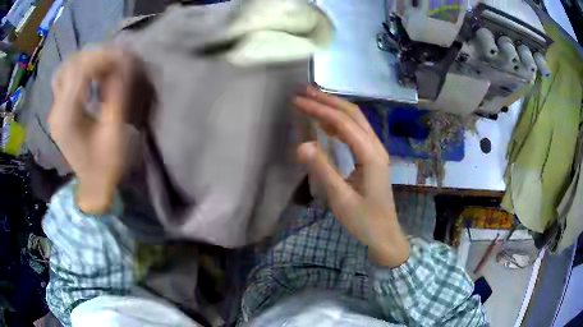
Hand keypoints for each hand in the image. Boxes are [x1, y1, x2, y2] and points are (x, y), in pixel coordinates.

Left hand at [49, 50, 132, 213]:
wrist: (93, 187)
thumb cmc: (105, 166)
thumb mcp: (113, 132)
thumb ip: (115, 95)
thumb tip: (121, 65)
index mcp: (67, 118)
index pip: (80, 71)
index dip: (102, 58)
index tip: (122, 57)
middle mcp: (56, 110)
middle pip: (70, 65)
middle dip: (95, 55)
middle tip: (115, 59)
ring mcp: (54, 110)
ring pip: (65, 68)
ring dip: (85, 60)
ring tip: (103, 64)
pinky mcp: (57, 111)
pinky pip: (64, 79)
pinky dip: (78, 70)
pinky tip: (90, 74)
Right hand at [293, 86, 409, 266]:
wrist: (385, 234)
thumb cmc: (364, 221)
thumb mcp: (341, 199)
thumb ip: (322, 170)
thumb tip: (301, 145)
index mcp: (371, 155)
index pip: (343, 123)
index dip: (319, 109)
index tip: (297, 101)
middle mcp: (376, 147)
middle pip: (353, 114)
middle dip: (328, 100)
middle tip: (304, 91)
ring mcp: (376, 151)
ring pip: (356, 121)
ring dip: (334, 108)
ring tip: (312, 100)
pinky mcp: (372, 158)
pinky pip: (356, 133)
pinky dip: (339, 123)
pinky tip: (325, 123)